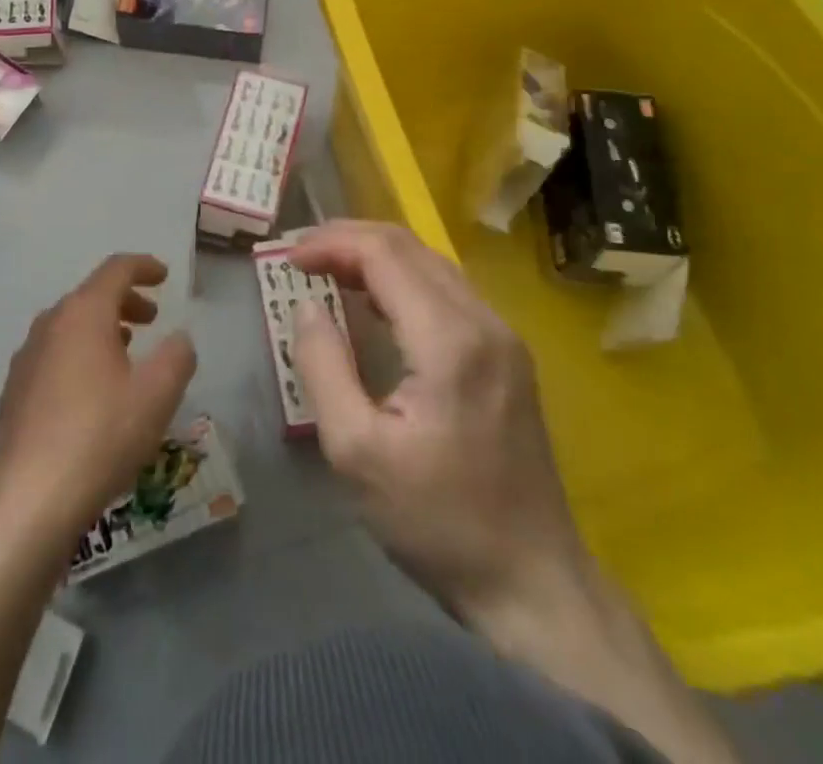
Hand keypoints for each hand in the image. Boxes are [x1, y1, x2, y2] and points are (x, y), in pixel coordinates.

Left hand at [0, 254, 196, 542]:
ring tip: (126, 352)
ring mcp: (26, 358)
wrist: (29, 503)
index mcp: (83, 313)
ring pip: (70, 326)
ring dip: (102, 328)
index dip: (144, 267)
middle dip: (126, 301)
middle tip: (153, 319)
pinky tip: (92, 391)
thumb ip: (178, 356)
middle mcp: (49, 324)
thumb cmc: (101, 437)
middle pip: (91, 295)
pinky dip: (79, 354)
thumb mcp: (158, 395)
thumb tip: (179, 338)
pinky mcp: (14, 392)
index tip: (164, 276)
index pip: (116, 269)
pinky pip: (54, 354)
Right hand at [290, 221, 588, 627]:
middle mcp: (483, 321)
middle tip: (302, 256)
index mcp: (449, 339)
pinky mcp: (507, 356)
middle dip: (350, 240)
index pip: (384, 254)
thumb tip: (306, 307)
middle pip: (410, 247)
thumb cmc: (437, 521)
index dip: (332, 243)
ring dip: (376, 256)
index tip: (288, 258)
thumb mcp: (356, 452)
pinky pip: (447, 292)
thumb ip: (324, 367)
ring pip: (431, 264)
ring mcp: (503, 337)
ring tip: (328, 270)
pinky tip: (375, 303)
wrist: (534, 584)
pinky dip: (402, 281)